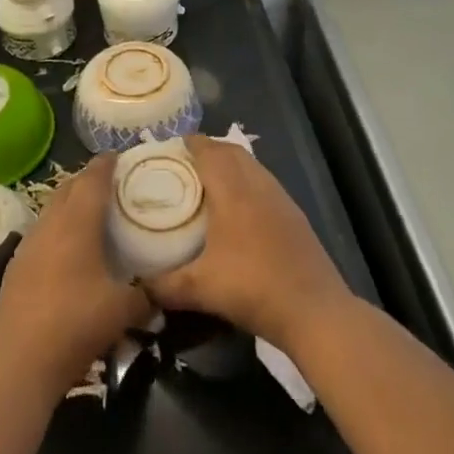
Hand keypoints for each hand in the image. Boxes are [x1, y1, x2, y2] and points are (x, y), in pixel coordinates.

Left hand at [0, 157, 153, 400]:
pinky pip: (41, 233)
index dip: (106, 164)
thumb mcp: (124, 311)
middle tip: (111, 184)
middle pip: (68, 187)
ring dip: (70, 203)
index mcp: (77, 223)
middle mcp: (50, 224)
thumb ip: (146, 295)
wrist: (18, 364)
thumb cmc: (75, 325)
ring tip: (92, 213)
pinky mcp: (15, 267)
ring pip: (52, 209)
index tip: (120, 155)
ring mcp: (28, 245)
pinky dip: (57, 228)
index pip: (92, 179)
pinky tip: (68, 250)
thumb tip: (160, 291)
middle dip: (88, 179)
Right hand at [140, 135, 353, 353]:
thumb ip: (164, 286)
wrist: (314, 311)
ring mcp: (280, 199)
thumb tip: (139, 286)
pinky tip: (240, 209)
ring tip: (210, 181)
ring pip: (252, 166)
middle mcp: (258, 185)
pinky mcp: (295, 215)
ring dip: (231, 164)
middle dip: (209, 149)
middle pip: (232, 151)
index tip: (171, 146)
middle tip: (186, 162)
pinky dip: (248, 182)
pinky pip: (265, 183)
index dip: (190, 143)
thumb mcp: (200, 289)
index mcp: (233, 191)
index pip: (209, 151)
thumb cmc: (253, 289)